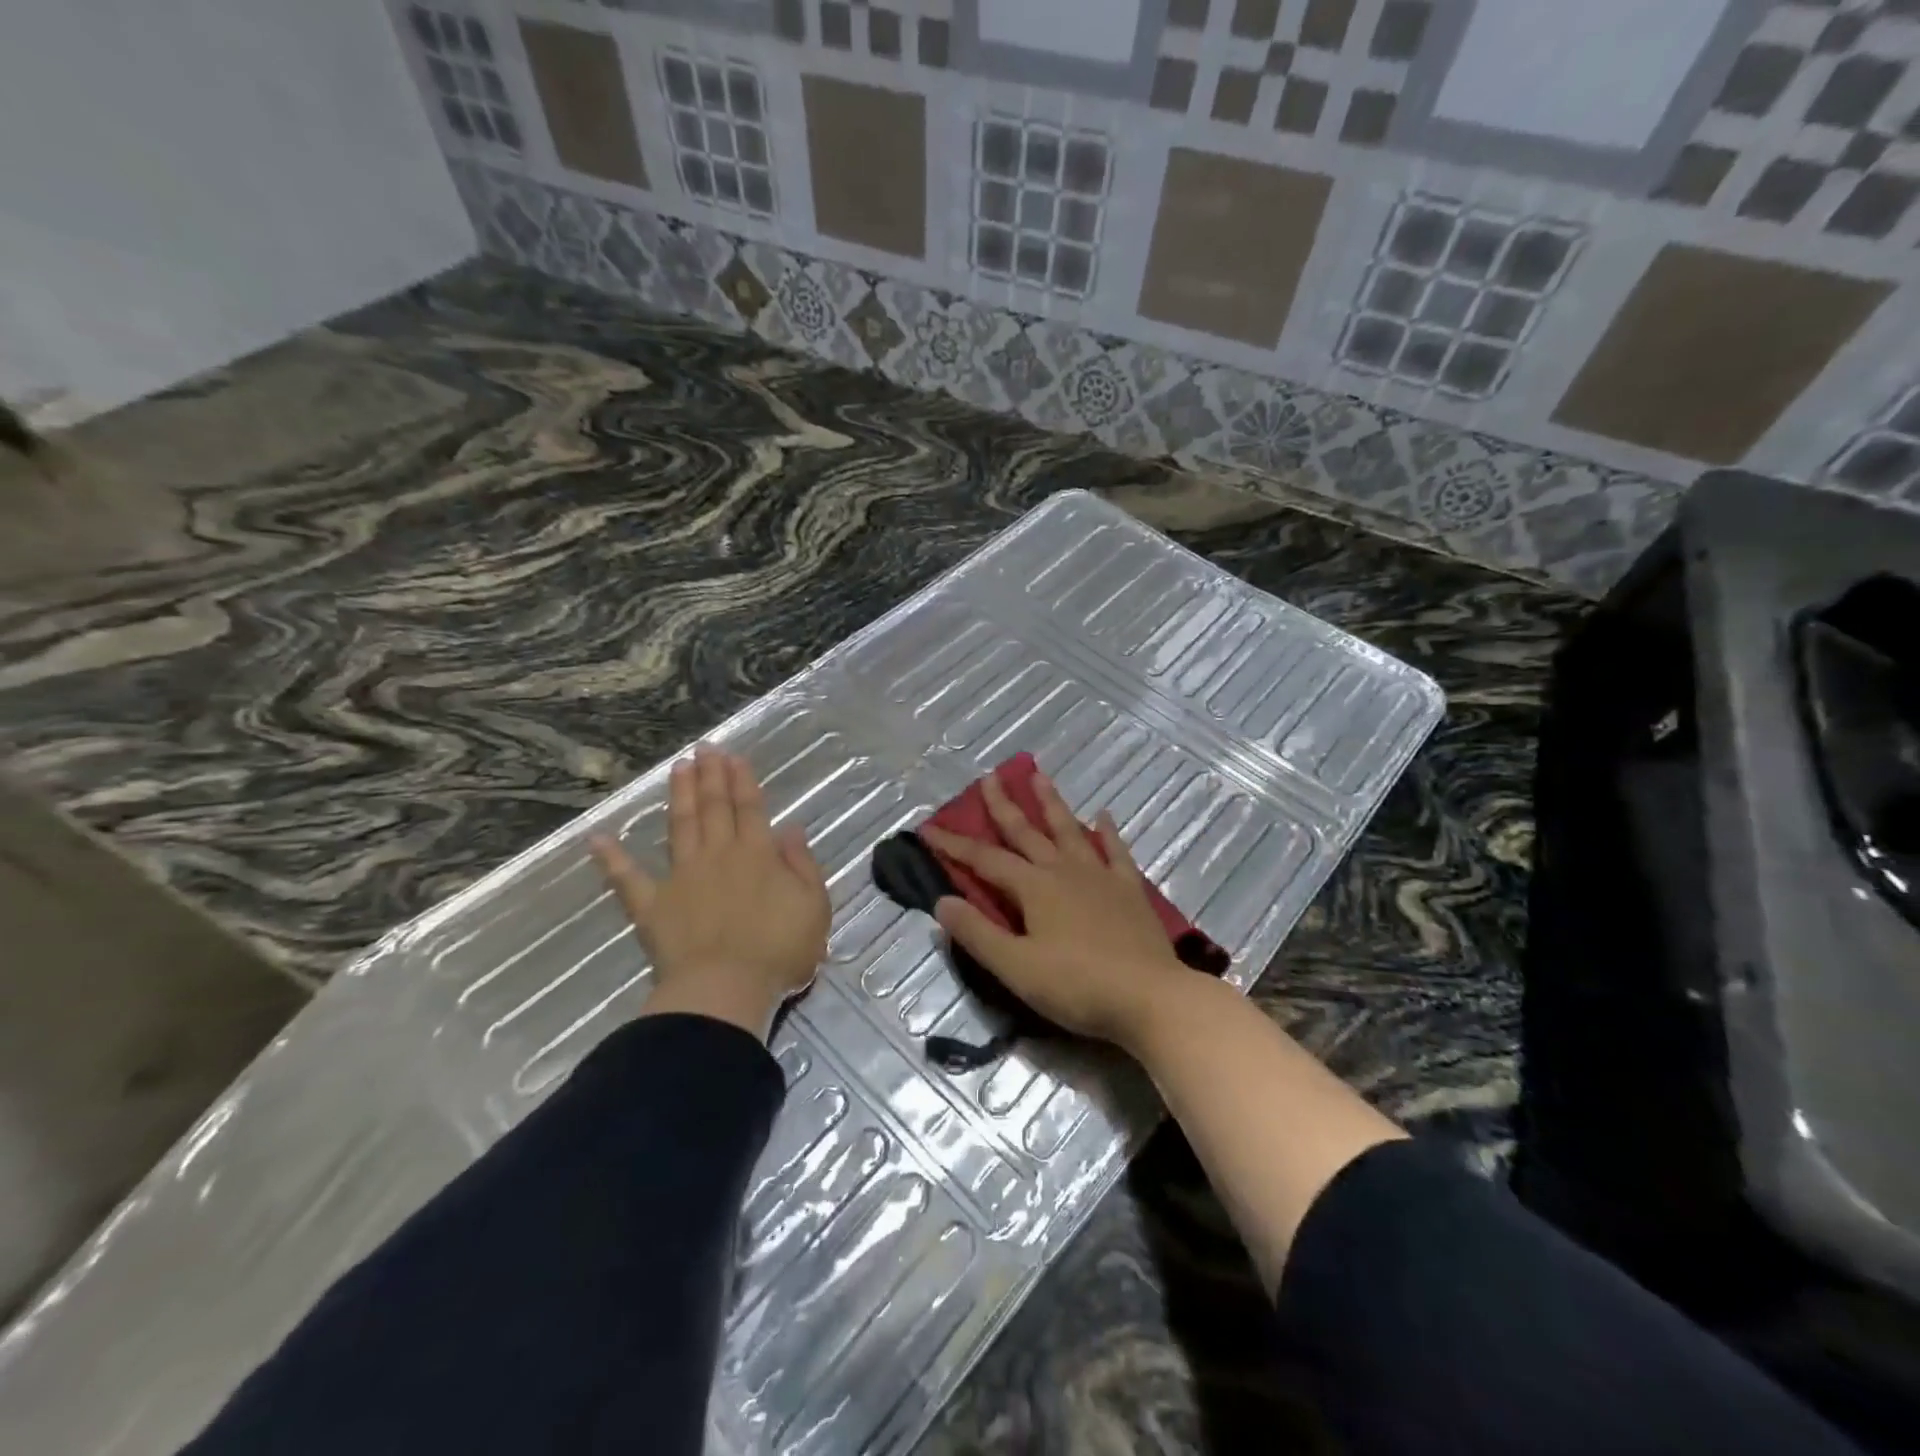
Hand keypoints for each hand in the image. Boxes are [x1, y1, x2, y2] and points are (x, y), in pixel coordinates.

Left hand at [590, 745, 829, 1038]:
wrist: (726, 989)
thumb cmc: (779, 950)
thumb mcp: (813, 905)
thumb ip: (802, 864)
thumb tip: (790, 829)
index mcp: (758, 855)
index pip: (749, 808)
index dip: (742, 780)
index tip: (732, 756)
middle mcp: (718, 855)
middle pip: (714, 808)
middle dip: (710, 776)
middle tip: (704, 748)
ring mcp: (682, 878)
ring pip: (680, 826)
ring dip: (680, 796)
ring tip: (677, 768)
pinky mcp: (652, 906)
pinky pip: (628, 878)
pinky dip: (612, 858)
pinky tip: (597, 838)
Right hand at [921, 769, 1193, 1050]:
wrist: (1150, 997)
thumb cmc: (1077, 986)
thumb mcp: (1016, 967)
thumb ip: (977, 933)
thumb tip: (941, 901)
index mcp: (1034, 887)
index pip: (984, 859)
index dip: (954, 845)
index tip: (928, 828)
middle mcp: (1064, 870)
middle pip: (1026, 832)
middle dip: (1003, 805)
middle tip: (989, 777)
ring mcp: (1099, 876)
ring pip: (1069, 830)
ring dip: (1051, 803)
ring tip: (1039, 775)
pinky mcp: (1129, 890)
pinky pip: (1115, 851)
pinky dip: (1108, 832)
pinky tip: (1104, 815)